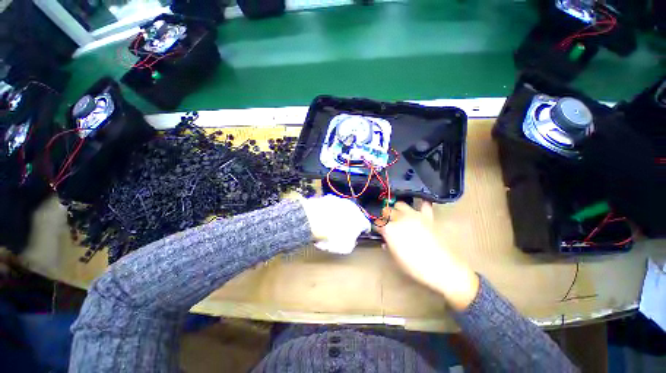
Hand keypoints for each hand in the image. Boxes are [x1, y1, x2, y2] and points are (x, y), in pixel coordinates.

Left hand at [300, 195, 370, 254]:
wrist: (315, 219)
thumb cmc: (332, 234)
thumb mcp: (345, 247)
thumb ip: (351, 244)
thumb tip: (350, 242)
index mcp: (360, 219)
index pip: (366, 225)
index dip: (362, 231)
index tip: (358, 234)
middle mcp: (352, 207)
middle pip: (353, 216)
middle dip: (349, 222)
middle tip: (341, 231)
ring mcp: (340, 201)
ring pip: (341, 210)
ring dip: (338, 216)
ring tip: (329, 226)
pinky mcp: (328, 198)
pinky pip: (330, 206)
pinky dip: (327, 211)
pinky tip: (321, 219)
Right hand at [378, 202, 478, 310]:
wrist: (442, 268)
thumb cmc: (415, 267)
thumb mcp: (396, 258)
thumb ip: (389, 245)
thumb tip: (385, 241)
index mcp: (390, 229)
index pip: (377, 223)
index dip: (376, 227)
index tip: (377, 230)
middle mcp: (400, 219)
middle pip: (386, 211)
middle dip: (384, 216)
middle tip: (386, 222)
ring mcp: (414, 216)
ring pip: (400, 204)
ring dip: (397, 208)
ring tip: (398, 214)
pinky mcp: (427, 217)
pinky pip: (424, 205)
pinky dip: (420, 204)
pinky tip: (418, 205)